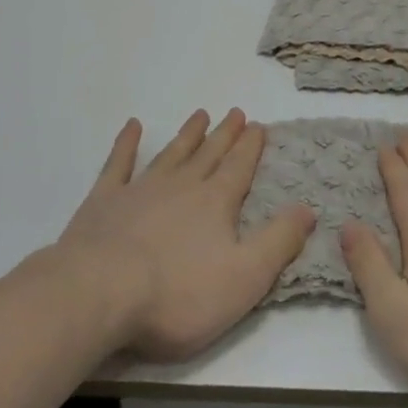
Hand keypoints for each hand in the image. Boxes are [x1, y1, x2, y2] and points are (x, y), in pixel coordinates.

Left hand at [56, 109, 315, 361]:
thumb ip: (279, 242)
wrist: (98, 294)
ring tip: (200, 115)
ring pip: (171, 154)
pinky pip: (118, 164)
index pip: (239, 168)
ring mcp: (140, 190)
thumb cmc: (178, 294)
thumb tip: (309, 209)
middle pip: (208, 155)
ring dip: (187, 135)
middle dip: (224, 134)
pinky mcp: (103, 202)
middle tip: (235, 112)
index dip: (251, 147)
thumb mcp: (245, 277)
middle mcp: (182, 186)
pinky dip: (126, 144)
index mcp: (216, 203)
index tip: (258, 125)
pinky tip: (132, 126)